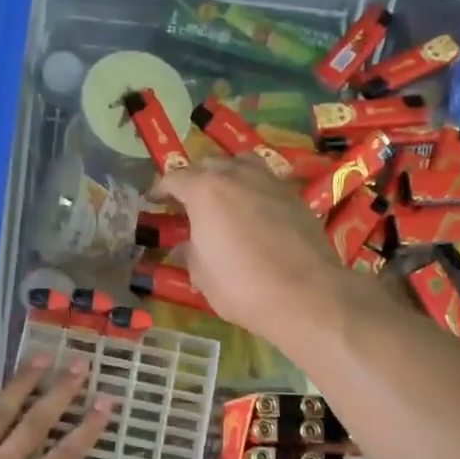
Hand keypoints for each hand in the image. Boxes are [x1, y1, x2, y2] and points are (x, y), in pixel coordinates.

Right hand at [155, 156, 358, 344]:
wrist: (306, 294)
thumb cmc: (241, 286)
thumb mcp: (202, 275)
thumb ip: (190, 253)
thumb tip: (184, 247)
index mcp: (205, 190)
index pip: (175, 179)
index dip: (161, 190)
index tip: (154, 200)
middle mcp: (237, 175)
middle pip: (209, 164)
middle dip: (194, 178)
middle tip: (186, 200)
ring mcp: (270, 182)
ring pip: (241, 164)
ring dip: (227, 174)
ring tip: (222, 194)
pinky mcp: (295, 197)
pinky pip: (265, 182)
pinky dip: (252, 189)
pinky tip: (252, 211)